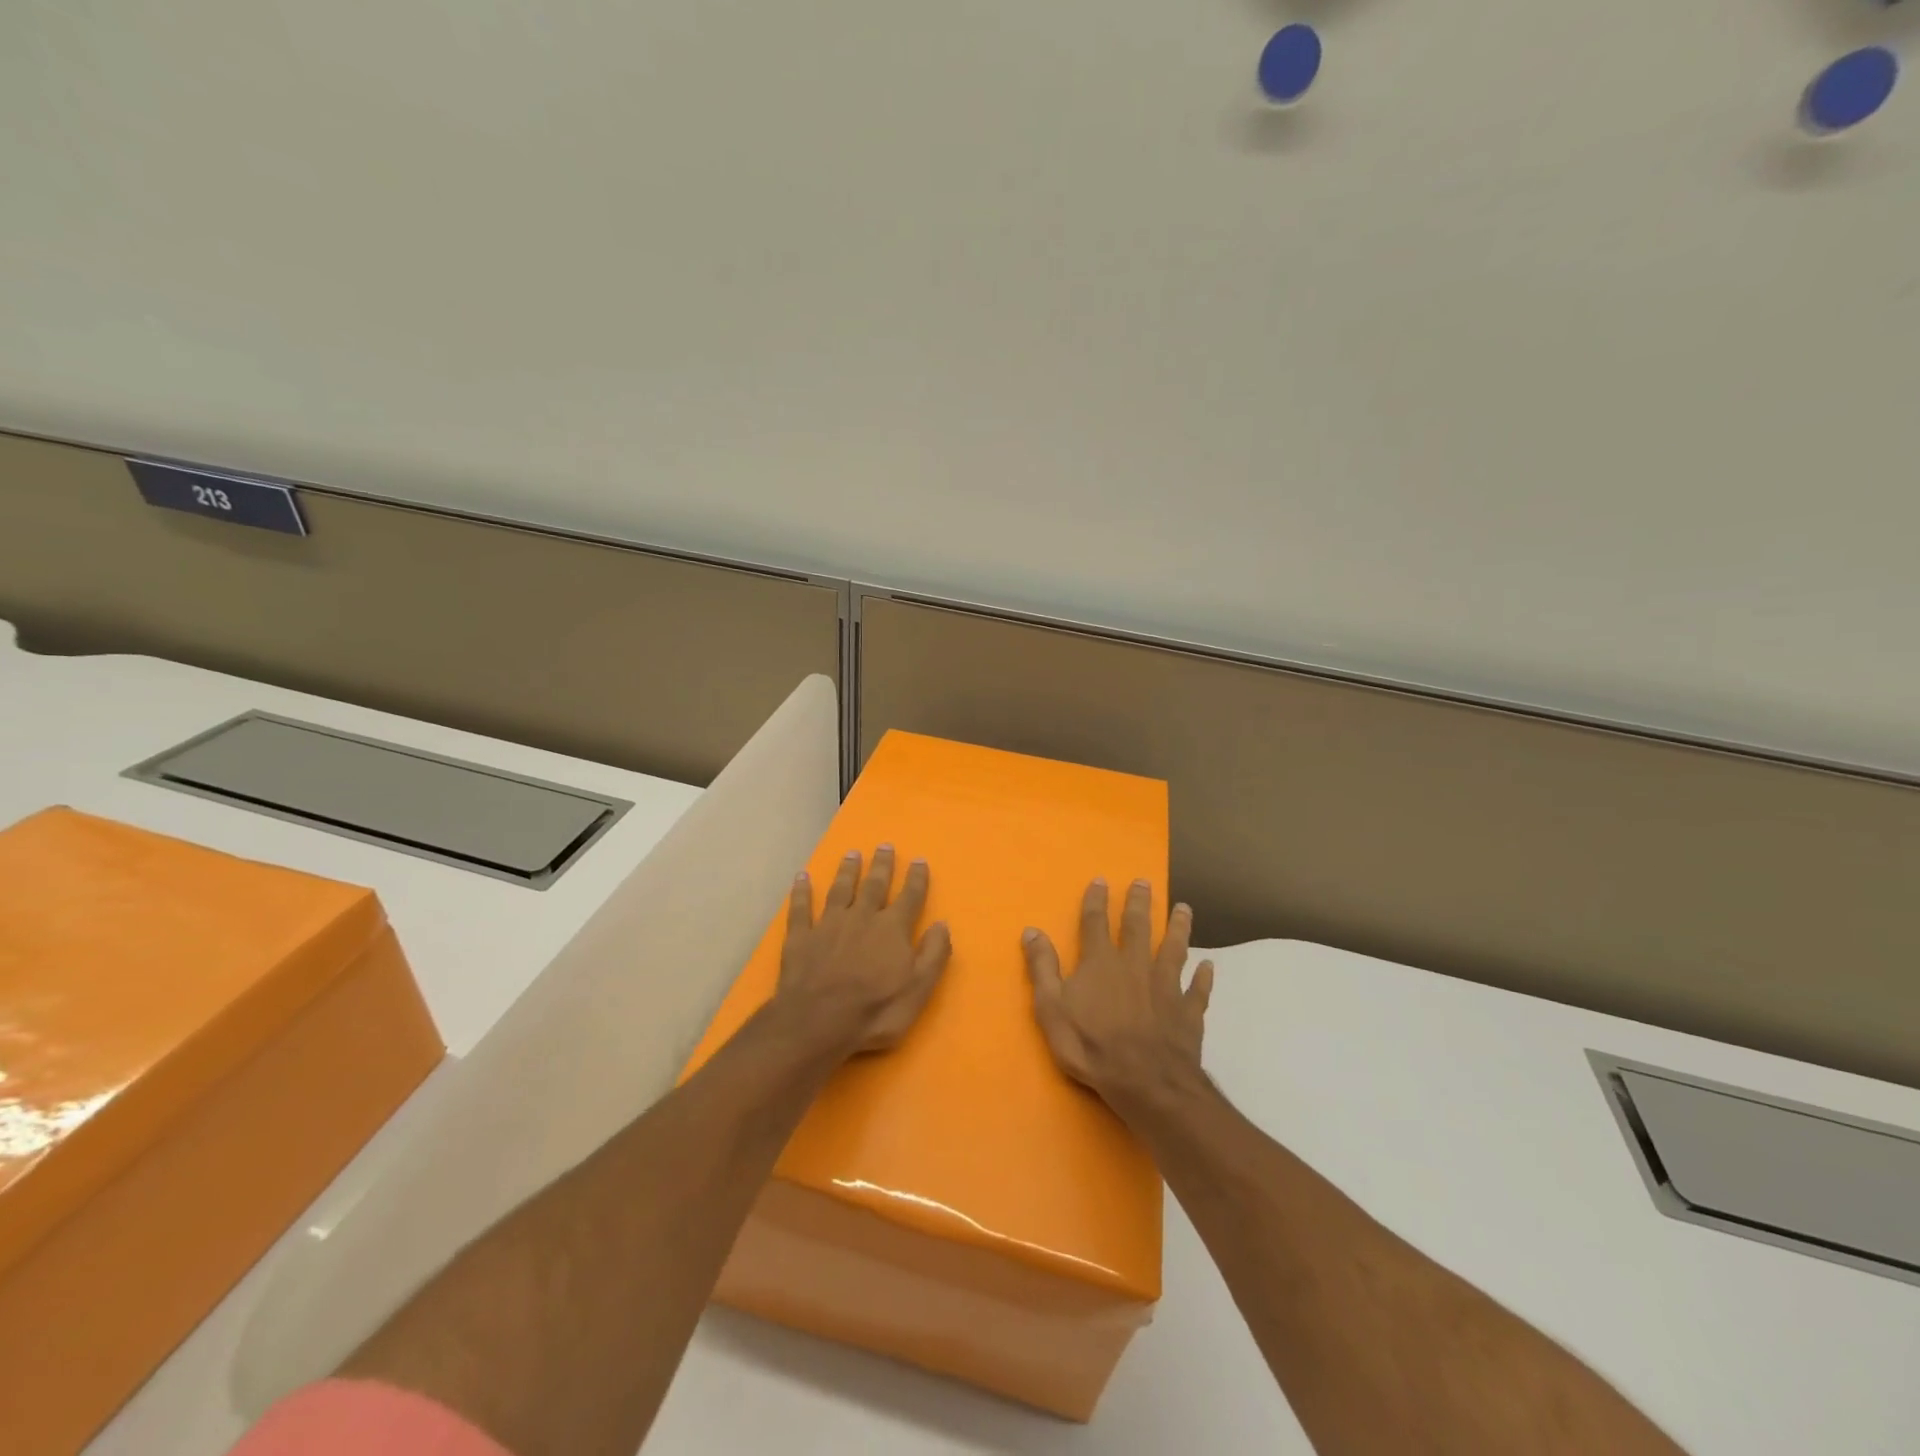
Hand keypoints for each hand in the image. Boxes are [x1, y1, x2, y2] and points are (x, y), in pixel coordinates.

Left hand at [776, 845, 951, 1055]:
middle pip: (874, 886)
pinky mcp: (801, 937)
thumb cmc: (874, 1011)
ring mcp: (828, 925)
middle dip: (882, 865)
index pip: (910, 897)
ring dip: (847, 871)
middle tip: (884, 845)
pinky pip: (801, 908)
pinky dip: (801, 892)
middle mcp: (861, 917)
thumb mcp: (918, 989)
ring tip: (852, 854)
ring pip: (840, 890)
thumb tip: (942, 924)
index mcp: (892, 929)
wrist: (817, 1023)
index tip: (919, 860)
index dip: (916, 879)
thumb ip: (933, 954)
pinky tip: (801, 877)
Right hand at [1022, 878, 1212, 1110]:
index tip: (1101, 880)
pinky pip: (1197, 989)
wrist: (1146, 1082)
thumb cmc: (1091, 1046)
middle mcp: (1135, 965)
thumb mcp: (1051, 1008)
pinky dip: (1203, 977)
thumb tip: (1032, 930)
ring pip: (1174, 948)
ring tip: (1184, 909)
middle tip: (1145, 882)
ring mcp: (1166, 986)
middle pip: (1138, 926)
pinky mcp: (1188, 1011)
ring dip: (1179, 927)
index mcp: (1101, 962)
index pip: (1095, 922)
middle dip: (1140, 902)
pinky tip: (1208, 966)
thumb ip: (1042, 968)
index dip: (1096, 900)